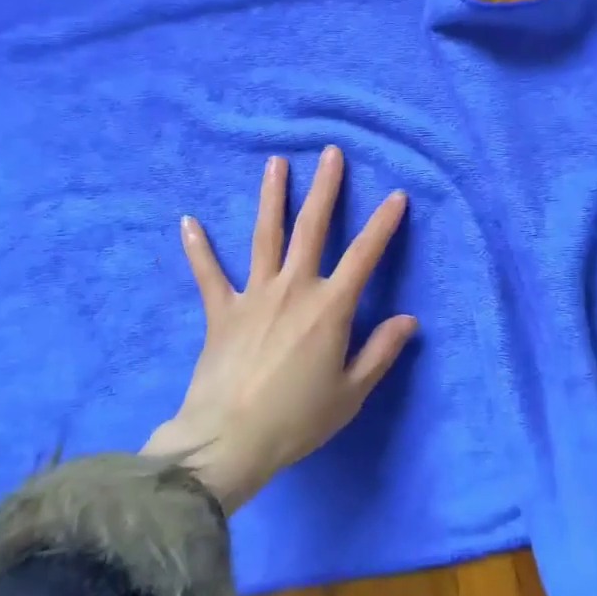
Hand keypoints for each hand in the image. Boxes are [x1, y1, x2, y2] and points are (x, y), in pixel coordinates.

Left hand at [141, 146, 417, 511]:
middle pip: (312, 228)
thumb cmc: (297, 420)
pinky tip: (188, 221)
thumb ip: (381, 352)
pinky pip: (208, 274)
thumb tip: (408, 320)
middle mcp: (293, 289)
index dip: (383, 224)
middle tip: (331, 153)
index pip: (364, 255)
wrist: (228, 442)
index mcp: (329, 308)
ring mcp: (253, 295)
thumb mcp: (351, 393)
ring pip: (265, 235)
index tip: (396, 196)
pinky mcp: (221, 311)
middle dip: (325, 188)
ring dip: (271, 197)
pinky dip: (198, 248)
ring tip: (275, 163)